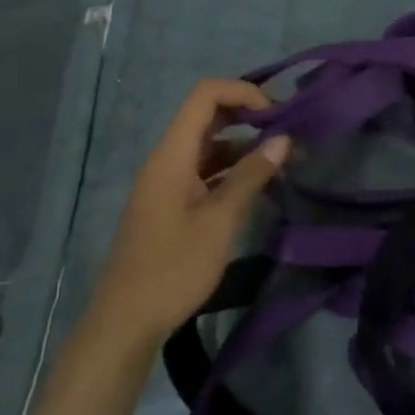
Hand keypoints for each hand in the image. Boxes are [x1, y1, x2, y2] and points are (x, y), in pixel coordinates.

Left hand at [85, 79, 289, 348]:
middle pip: (207, 116)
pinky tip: (261, 185)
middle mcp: (166, 159)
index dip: (242, 92)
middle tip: (289, 133)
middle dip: (249, 116)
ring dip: (245, 147)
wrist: (125, 322)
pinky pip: (205, 172)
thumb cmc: (173, 268)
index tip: (278, 113)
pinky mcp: (172, 204)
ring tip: (285, 161)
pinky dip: (233, 171)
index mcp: (171, 154)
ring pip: (209, 146)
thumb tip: (283, 139)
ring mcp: (167, 182)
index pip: (205, 95)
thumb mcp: (219, 221)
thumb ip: (251, 176)